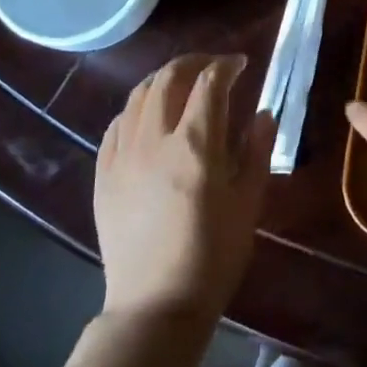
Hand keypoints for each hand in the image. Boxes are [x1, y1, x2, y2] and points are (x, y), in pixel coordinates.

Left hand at [94, 54, 271, 322]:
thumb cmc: (214, 256)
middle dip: (194, 62)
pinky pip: (116, 125)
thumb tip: (263, 113)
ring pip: (137, 95)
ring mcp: (123, 155)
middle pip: (169, 78)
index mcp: (196, 146)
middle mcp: (154, 139)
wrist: (156, 303)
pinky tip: (148, 117)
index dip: (227, 65)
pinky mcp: (103, 174)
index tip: (241, 64)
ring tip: (181, 83)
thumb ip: (256, 151)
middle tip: (213, 66)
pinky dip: (137, 108)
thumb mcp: (248, 203)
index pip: (210, 83)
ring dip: (162, 79)